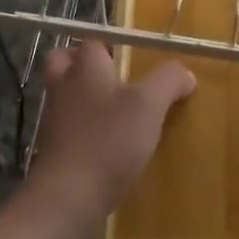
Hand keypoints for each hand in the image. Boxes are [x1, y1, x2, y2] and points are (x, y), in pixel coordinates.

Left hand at [23, 41, 194, 238]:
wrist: (68, 197)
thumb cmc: (109, 139)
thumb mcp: (149, 105)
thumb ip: (168, 81)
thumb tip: (185, 72)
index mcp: (85, 67)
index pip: (92, 41)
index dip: (110, 44)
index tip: (131, 55)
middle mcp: (64, 87)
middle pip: (62, 62)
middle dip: (80, 63)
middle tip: (111, 75)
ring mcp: (54, 120)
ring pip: (64, 96)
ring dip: (83, 98)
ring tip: (116, 111)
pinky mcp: (54, 150)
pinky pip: (67, 128)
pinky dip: (83, 130)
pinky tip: (108, 144)